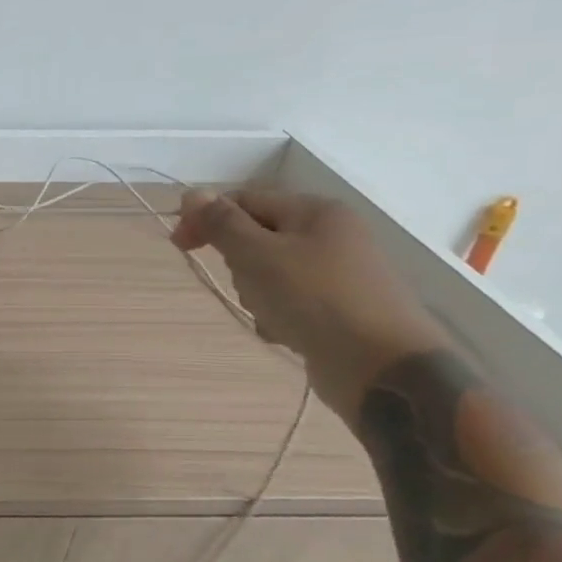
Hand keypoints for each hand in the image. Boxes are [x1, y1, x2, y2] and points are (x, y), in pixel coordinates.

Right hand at [171, 190, 452, 420]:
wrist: (382, 367)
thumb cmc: (315, 300)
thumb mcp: (258, 255)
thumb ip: (222, 223)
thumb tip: (193, 194)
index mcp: (315, 212)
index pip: (245, 200)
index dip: (207, 218)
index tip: (179, 246)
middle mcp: (331, 235)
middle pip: (256, 237)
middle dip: (238, 262)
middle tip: (244, 284)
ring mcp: (337, 273)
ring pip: (268, 272)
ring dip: (256, 293)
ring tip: (270, 313)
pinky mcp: (338, 308)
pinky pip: (288, 301)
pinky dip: (278, 314)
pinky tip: (285, 332)